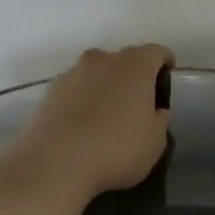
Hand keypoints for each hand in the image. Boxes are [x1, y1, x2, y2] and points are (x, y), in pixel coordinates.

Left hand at [9, 45, 173, 199]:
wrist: (55, 162)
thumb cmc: (116, 149)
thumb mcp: (155, 142)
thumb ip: (159, 120)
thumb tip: (156, 111)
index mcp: (135, 66)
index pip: (156, 52)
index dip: (164, 63)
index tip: (166, 76)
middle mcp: (102, 60)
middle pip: (123, 60)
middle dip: (132, 76)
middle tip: (136, 102)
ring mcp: (72, 73)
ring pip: (95, 73)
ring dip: (103, 87)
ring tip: (105, 115)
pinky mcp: (49, 91)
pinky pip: (74, 90)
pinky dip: (80, 100)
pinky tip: (81, 125)